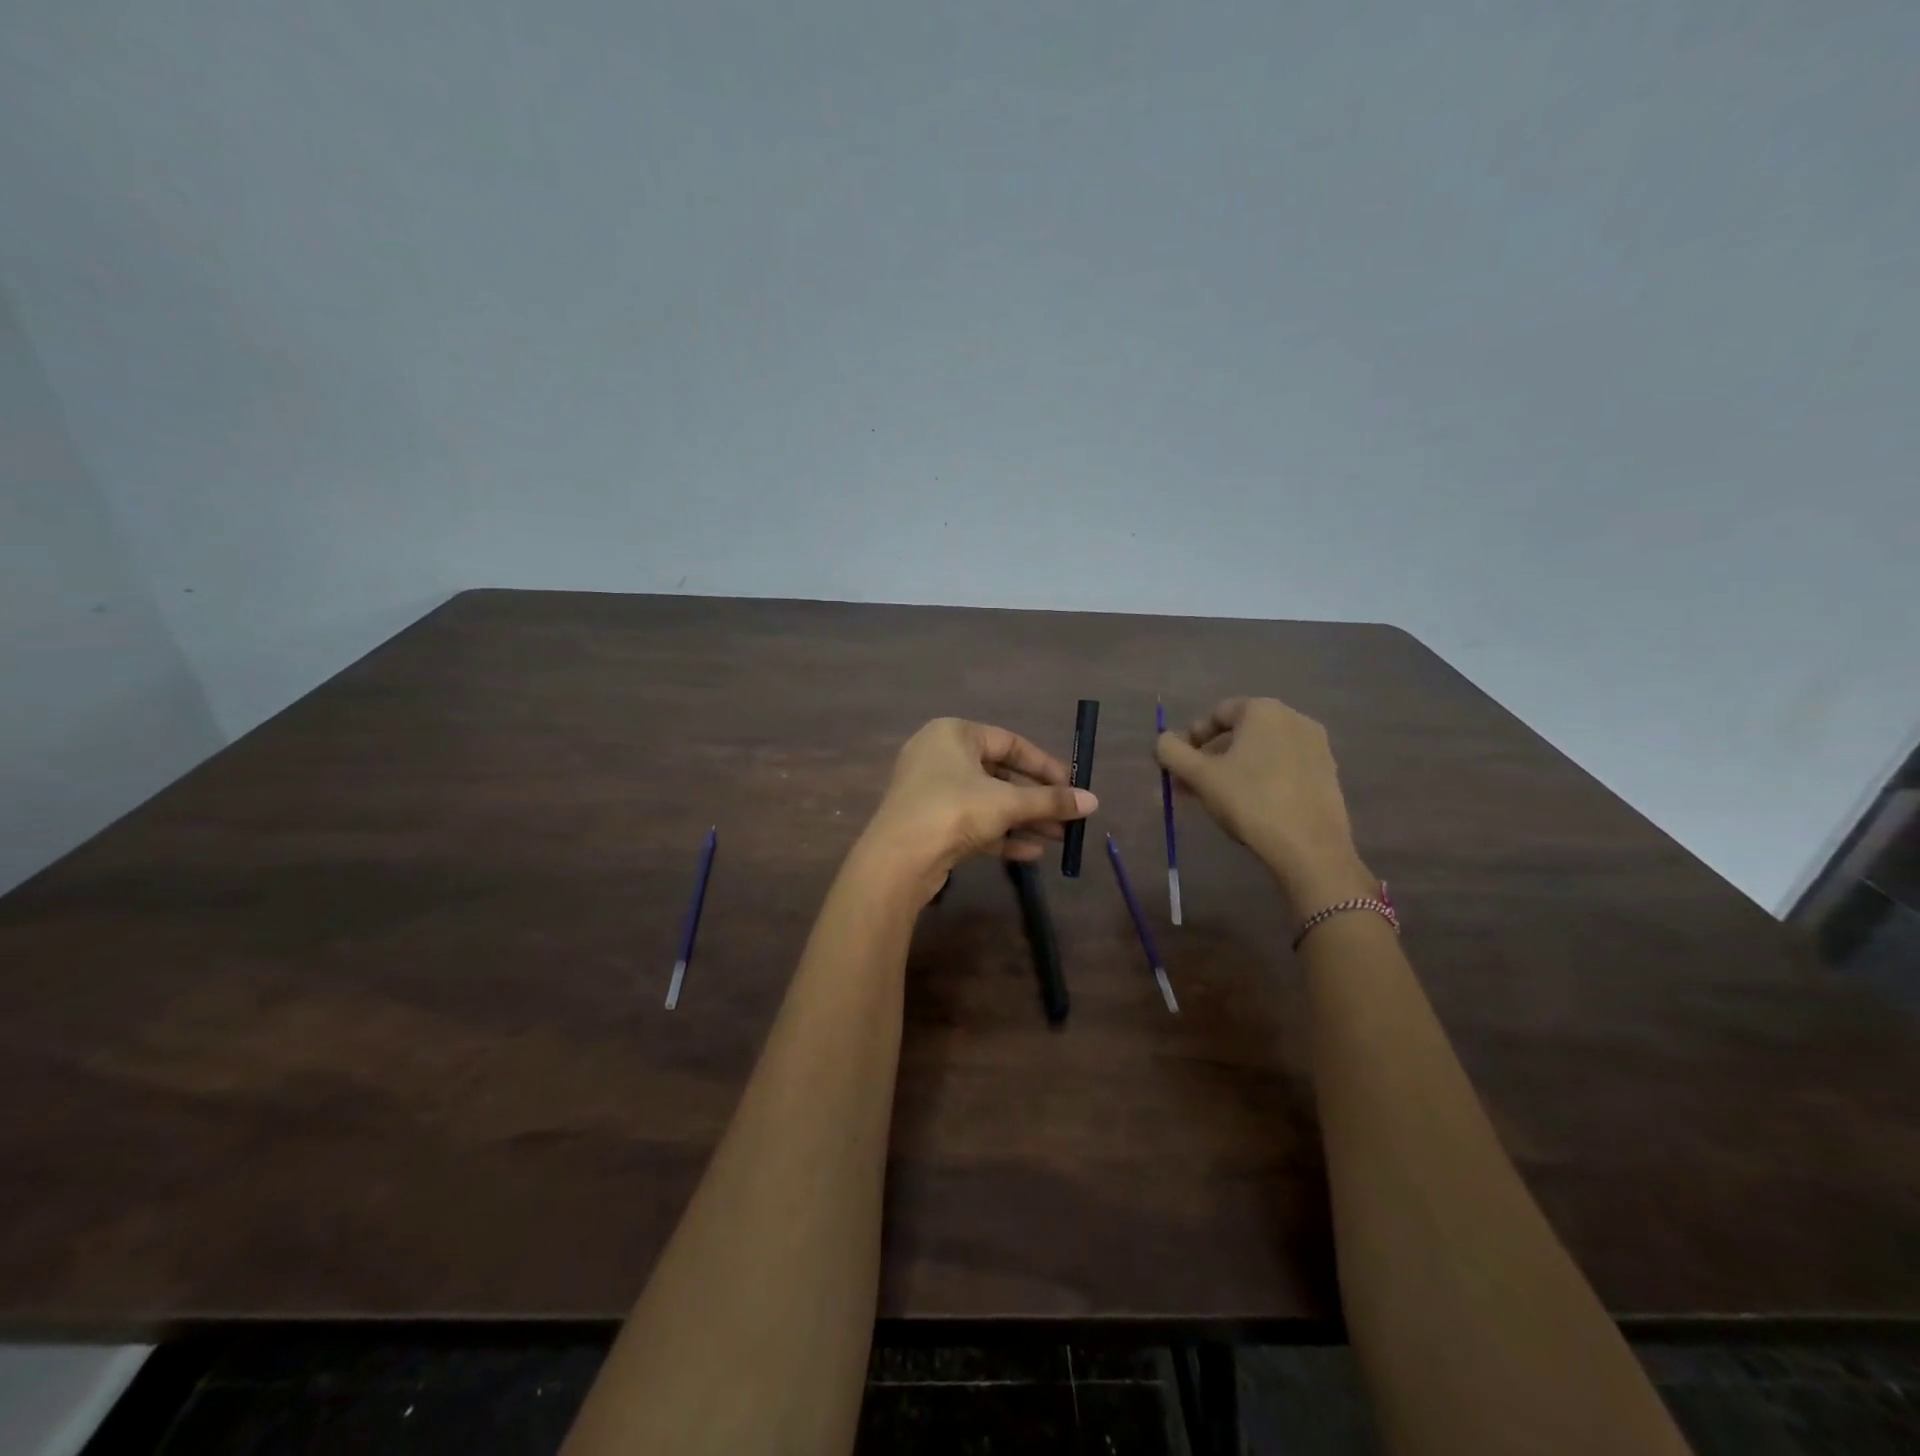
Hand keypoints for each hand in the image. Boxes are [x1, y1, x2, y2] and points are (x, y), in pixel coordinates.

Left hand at [859, 718, 1097, 899]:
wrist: (898, 859)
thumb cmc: (954, 810)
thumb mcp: (1007, 803)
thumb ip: (1050, 800)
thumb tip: (1093, 802)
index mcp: (954, 733)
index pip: (1009, 742)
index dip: (1044, 765)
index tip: (1072, 786)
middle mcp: (939, 755)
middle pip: (999, 774)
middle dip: (1036, 799)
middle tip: (1068, 817)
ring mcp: (931, 791)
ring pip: (987, 801)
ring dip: (1022, 819)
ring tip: (1058, 839)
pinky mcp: (929, 823)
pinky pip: (972, 822)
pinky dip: (1000, 834)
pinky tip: (1032, 853)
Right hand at [1156, 697, 1371, 910]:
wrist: (1310, 848)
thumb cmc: (1250, 801)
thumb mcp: (1200, 776)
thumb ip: (1172, 752)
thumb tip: (1163, 741)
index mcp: (1263, 710)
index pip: (1216, 714)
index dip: (1191, 738)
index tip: (1178, 765)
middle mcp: (1293, 718)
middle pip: (1239, 733)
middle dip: (1209, 758)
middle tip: (1190, 786)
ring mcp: (1315, 745)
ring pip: (1261, 751)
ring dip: (1232, 769)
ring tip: (1216, 799)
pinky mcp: (1327, 772)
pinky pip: (1283, 766)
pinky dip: (1261, 777)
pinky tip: (1250, 805)